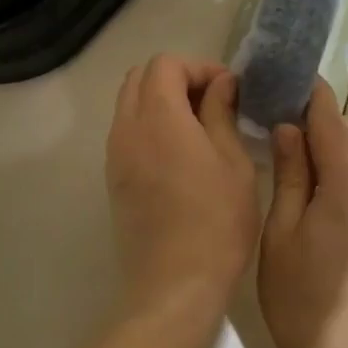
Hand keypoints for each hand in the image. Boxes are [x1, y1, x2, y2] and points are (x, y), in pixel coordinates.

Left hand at [106, 55, 259, 319]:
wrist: (175, 283)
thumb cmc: (217, 221)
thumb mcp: (233, 162)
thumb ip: (222, 113)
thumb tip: (220, 83)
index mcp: (158, 117)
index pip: (165, 64)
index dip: (199, 67)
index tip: (229, 90)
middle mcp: (127, 128)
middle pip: (140, 78)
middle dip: (176, 79)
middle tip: (213, 102)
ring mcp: (115, 155)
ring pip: (129, 105)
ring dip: (161, 102)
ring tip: (199, 127)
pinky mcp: (114, 179)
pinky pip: (127, 133)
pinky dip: (150, 127)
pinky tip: (181, 153)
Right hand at [258, 83, 347, 347]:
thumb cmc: (302, 302)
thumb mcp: (280, 236)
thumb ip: (290, 176)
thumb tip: (288, 130)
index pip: (333, 123)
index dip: (312, 99)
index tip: (290, 84)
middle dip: (338, 125)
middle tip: (300, 151)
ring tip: (312, 176)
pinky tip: (331, 201)